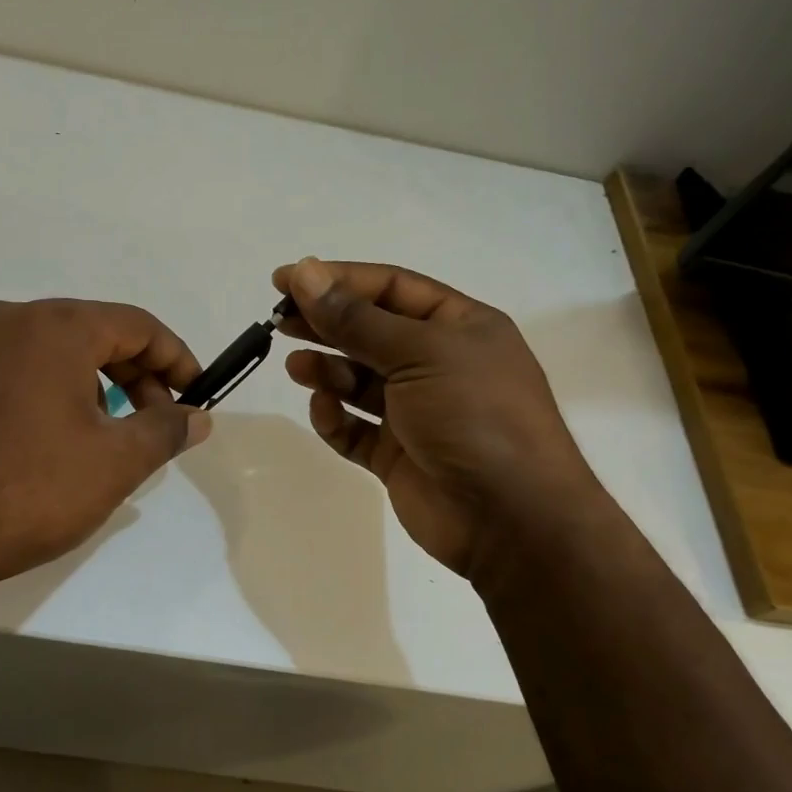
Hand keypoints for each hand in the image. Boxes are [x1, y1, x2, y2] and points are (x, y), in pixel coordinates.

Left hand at [0, 298, 210, 597]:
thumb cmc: (27, 492)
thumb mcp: (114, 463)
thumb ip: (165, 430)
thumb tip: (199, 416)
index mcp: (53, 327)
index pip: (136, 325)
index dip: (175, 358)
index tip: (195, 395)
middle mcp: (6, 318)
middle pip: (91, 331)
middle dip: (134, 374)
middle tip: (154, 422)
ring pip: (50, 349)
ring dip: (91, 382)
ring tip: (104, 435)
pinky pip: (12, 366)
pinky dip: (47, 388)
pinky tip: (51, 435)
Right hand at [274, 257, 599, 580]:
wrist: (511, 518)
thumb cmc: (475, 416)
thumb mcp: (419, 354)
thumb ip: (356, 319)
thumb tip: (305, 272)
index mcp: (459, 327)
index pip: (391, 288)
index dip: (338, 279)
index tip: (286, 278)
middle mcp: (438, 364)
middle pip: (370, 331)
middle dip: (326, 324)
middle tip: (279, 320)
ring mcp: (417, 412)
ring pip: (359, 381)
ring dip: (327, 370)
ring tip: (297, 367)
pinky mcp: (397, 454)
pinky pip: (356, 428)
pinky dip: (336, 418)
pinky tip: (324, 410)